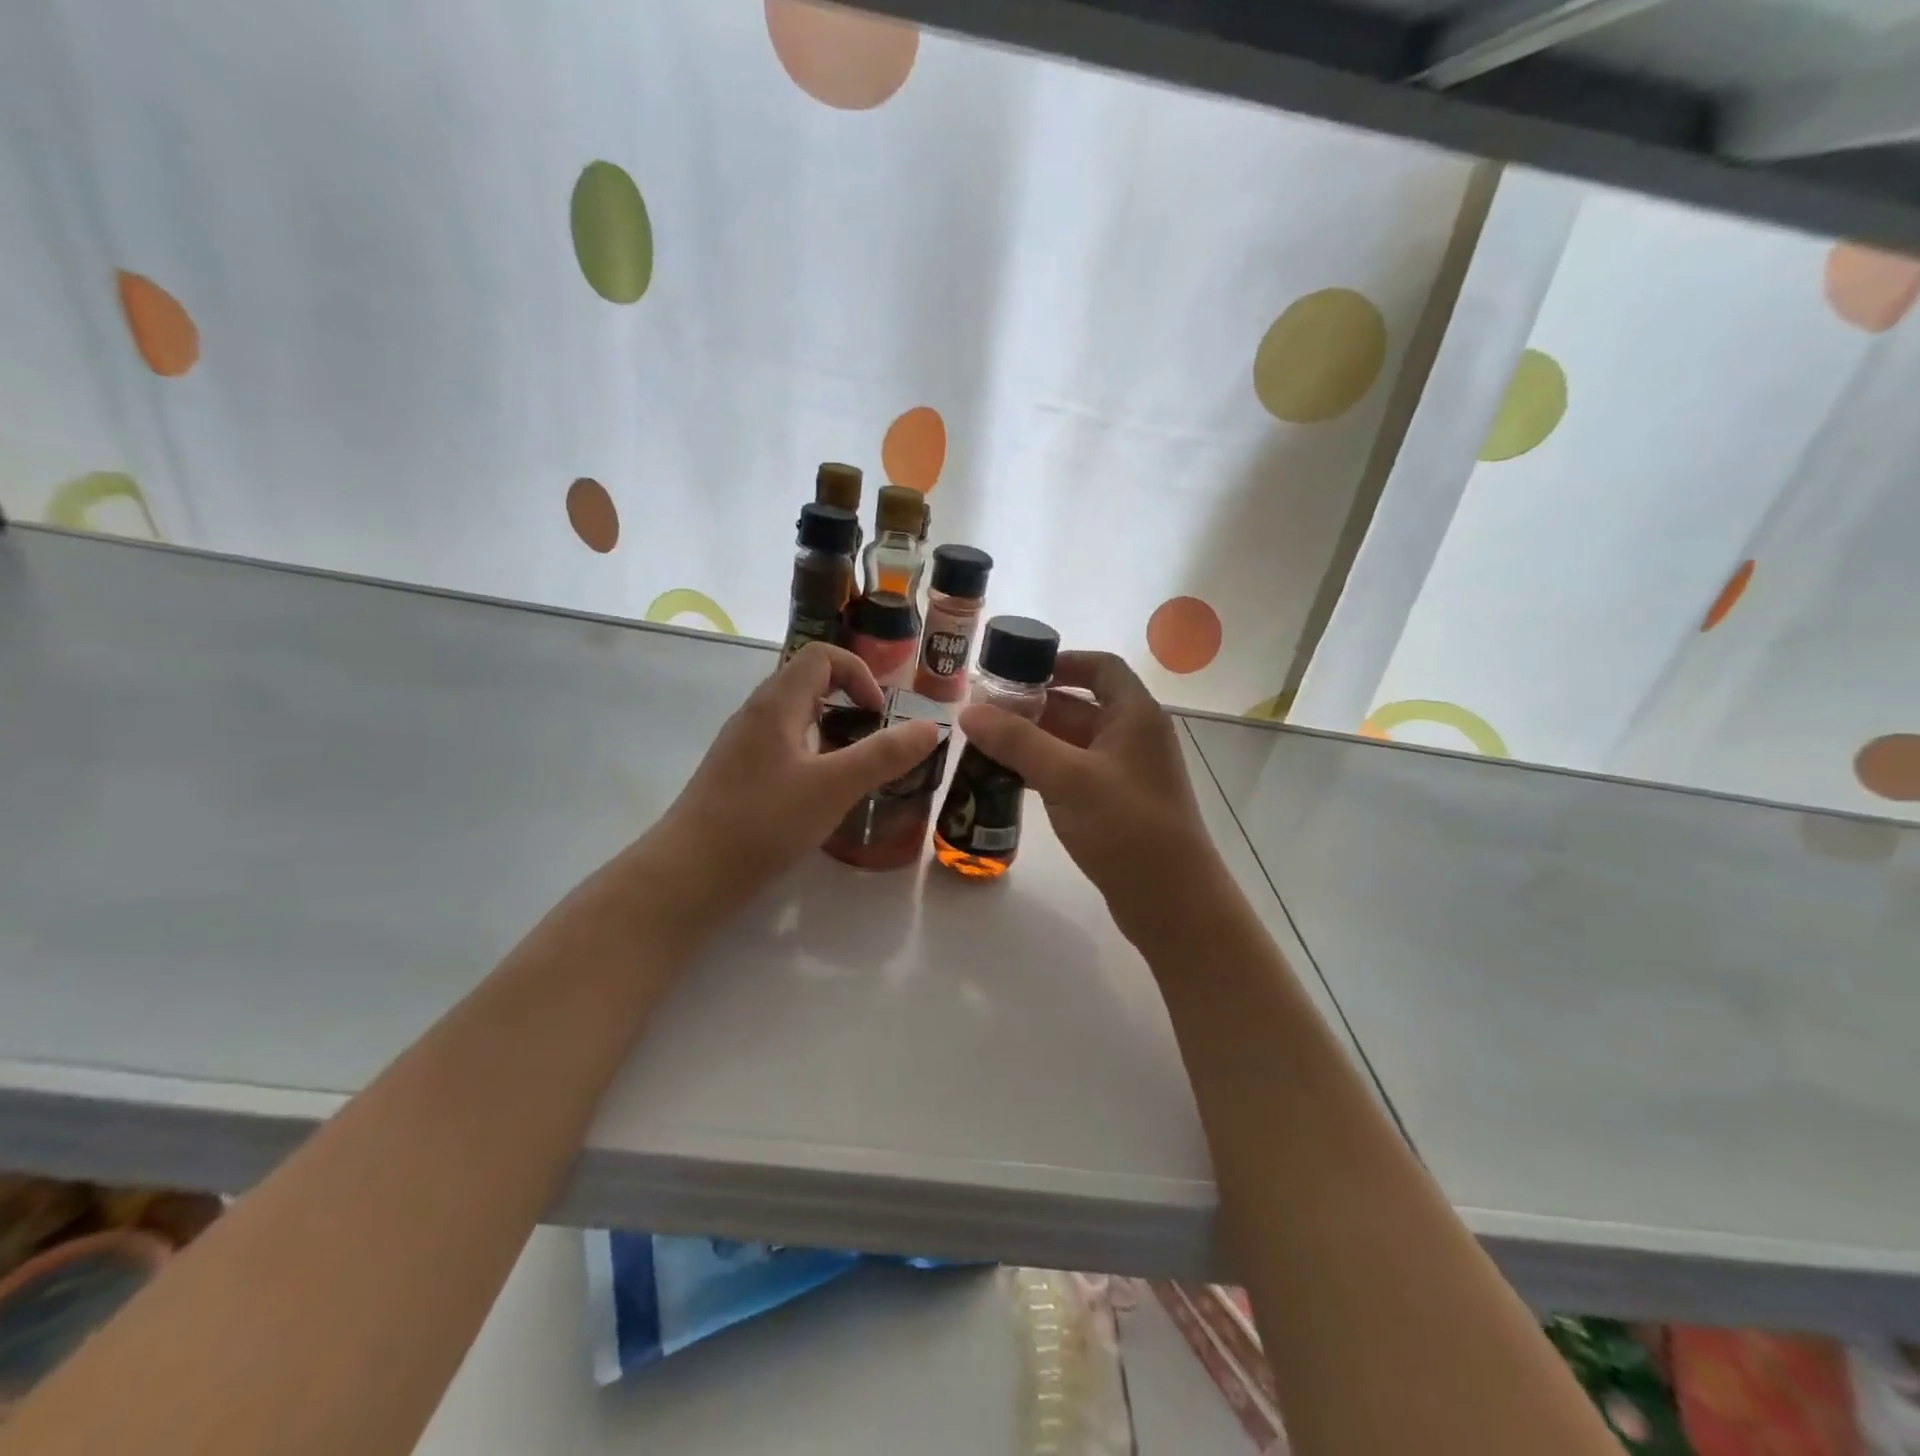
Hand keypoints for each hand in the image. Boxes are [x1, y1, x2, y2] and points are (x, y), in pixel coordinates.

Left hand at [641, 643, 940, 925]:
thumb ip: (884, 755)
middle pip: (806, 683)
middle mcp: (756, 715)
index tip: (878, 716)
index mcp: (777, 704)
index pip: (821, 655)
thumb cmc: (763, 821)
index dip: (858, 674)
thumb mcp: (834, 787)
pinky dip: (810, 757)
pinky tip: (819, 796)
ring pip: (794, 718)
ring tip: (853, 768)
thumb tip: (931, 727)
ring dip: (830, 731)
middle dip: (848, 702)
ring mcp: (741, 747)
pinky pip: (781, 748)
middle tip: (873, 740)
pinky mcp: (736, 776)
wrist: (688, 875)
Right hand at [958, 652, 1225, 943]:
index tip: (1016, 671)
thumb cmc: (1126, 827)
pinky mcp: (1116, 806)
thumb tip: (969, 712)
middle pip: (1081, 705)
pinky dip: (1044, 771)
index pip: (1101, 667)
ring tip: (985, 746)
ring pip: (1073, 743)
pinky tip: (1008, 781)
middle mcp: (1134, 737)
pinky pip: (1074, 774)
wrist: (1172, 902)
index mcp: (1135, 716)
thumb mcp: (1067, 777)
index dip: (1061, 661)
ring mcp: (1126, 774)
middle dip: (1034, 706)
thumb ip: (1017, 741)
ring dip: (1034, 742)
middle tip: (984, 714)